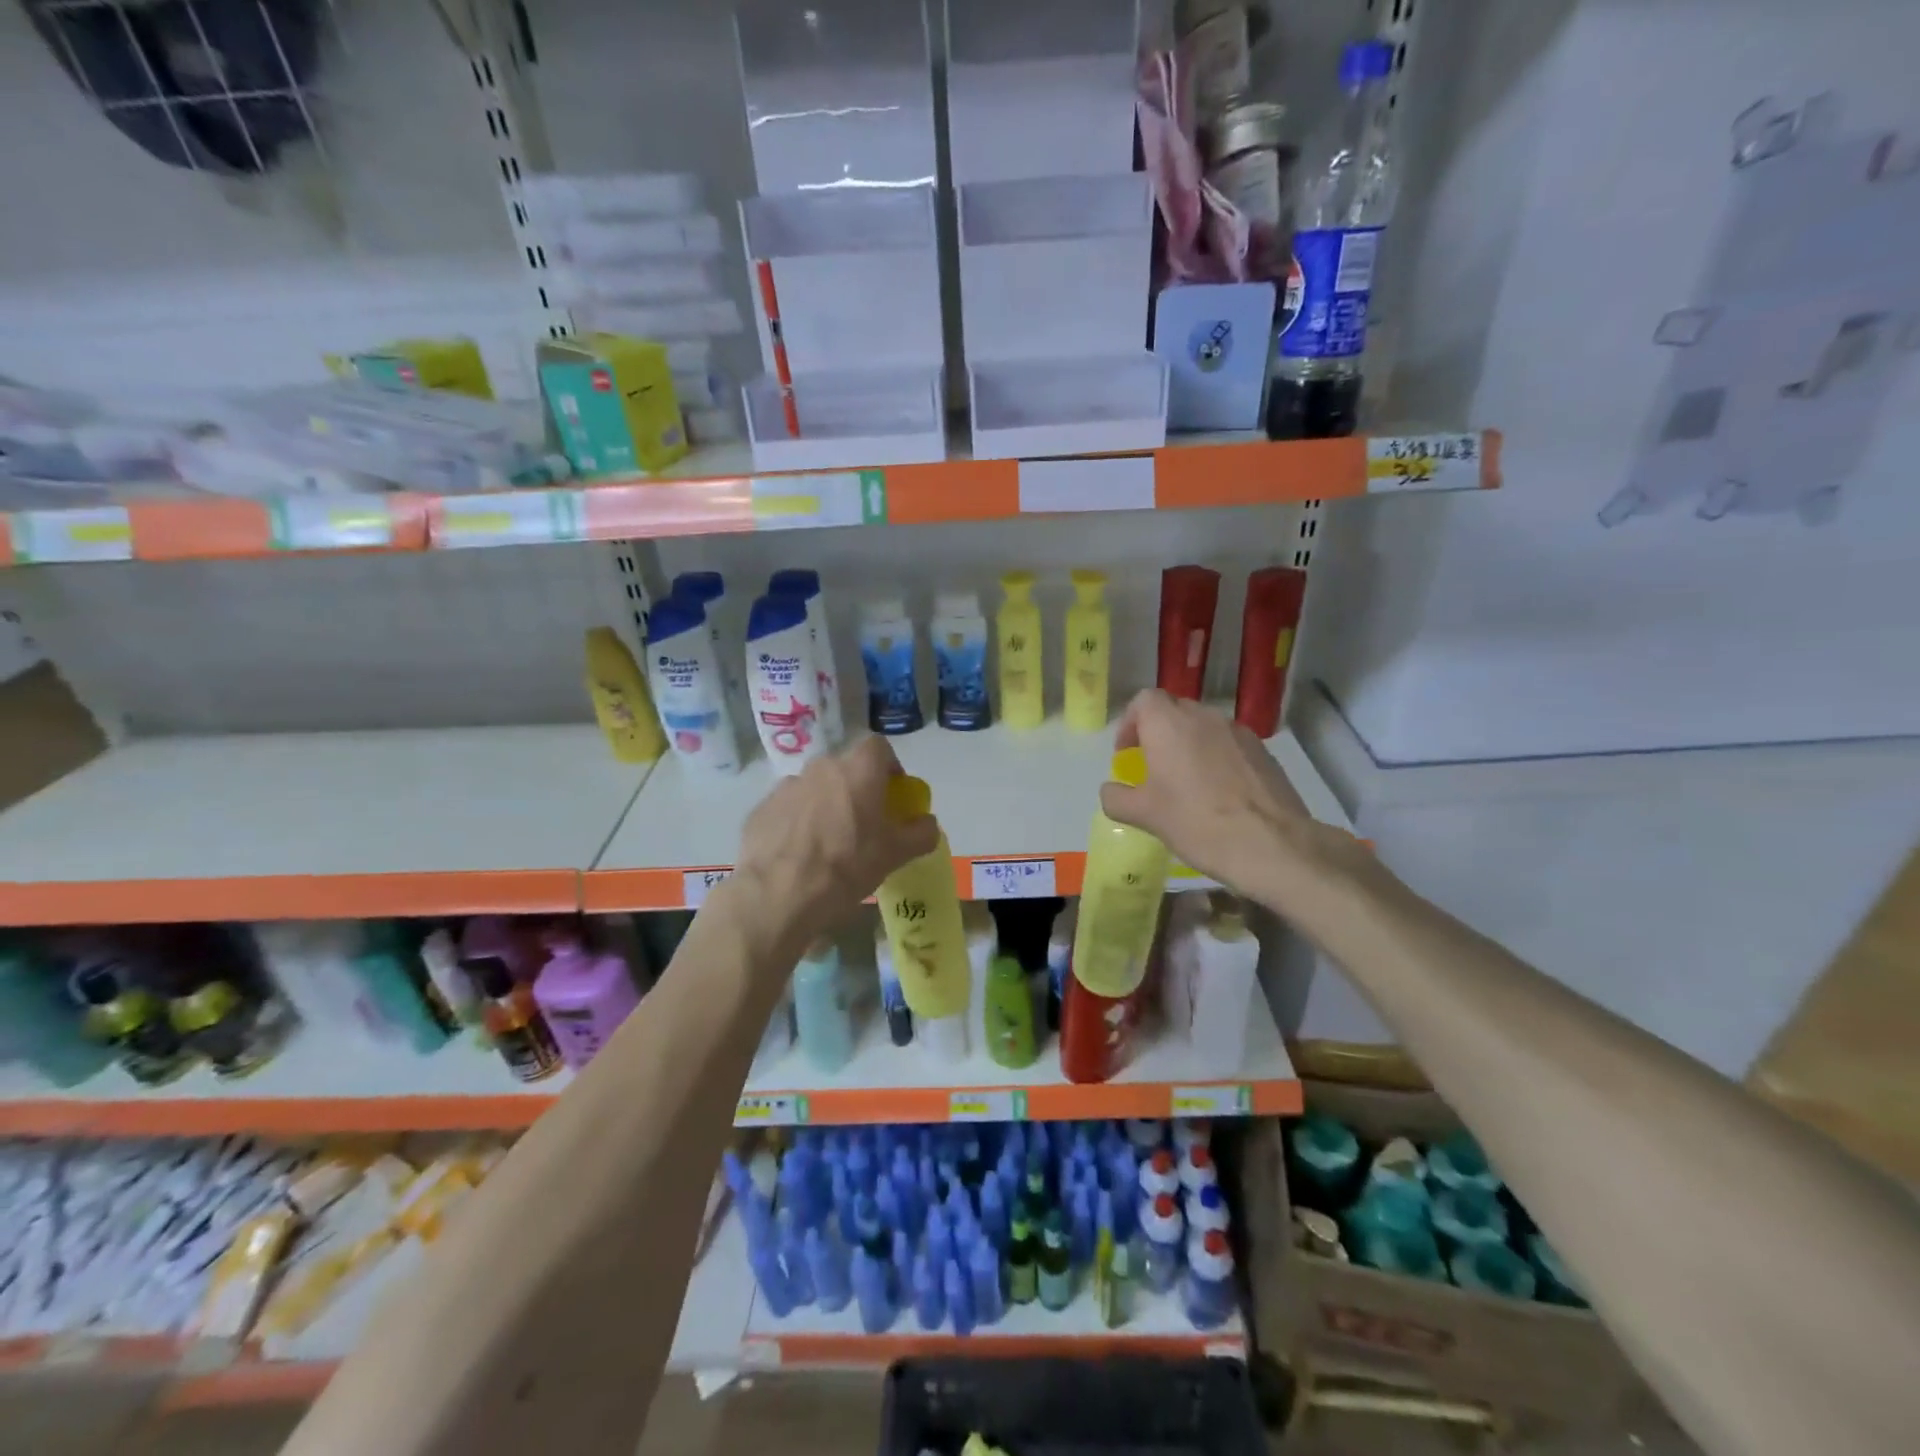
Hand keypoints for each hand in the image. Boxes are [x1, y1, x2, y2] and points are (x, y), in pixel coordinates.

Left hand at [730, 735, 939, 950]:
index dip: (888, 766)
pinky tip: (799, 855)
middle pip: (845, 769)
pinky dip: (797, 823)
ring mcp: (786, 786)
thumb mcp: (896, 854)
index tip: (892, 793)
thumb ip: (920, 833)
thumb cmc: (847, 866)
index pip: (878, 747)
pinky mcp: (761, 809)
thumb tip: (927, 823)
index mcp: (857, 770)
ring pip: (815, 788)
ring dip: (825, 806)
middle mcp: (820, 767)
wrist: (778, 894)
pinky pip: (788, 809)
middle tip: (863, 823)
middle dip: (856, 789)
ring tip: (828, 844)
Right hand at [1099, 689, 1354, 910]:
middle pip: (1174, 710)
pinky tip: (1219, 793)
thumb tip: (1111, 790)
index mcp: (1168, 724)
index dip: (1131, 723)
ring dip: (1189, 745)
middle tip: (1153, 768)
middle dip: (1159, 733)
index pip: (1144, 700)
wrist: (1271, 844)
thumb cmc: (1196, 822)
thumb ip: (1117, 797)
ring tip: (1187, 782)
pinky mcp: (1263, 751)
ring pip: (1204, 727)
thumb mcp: (1144, 815)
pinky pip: (1229, 745)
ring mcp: (1238, 732)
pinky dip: (1217, 758)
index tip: (1128, 753)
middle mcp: (1204, 717)